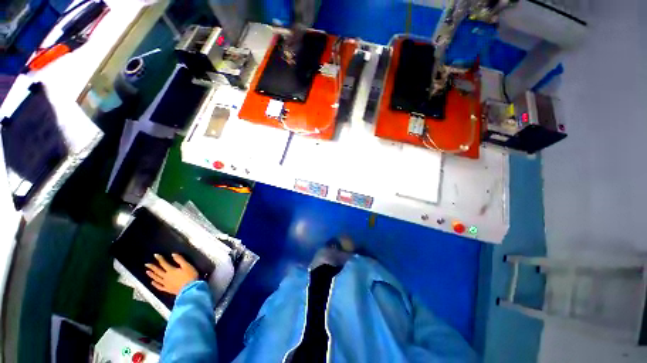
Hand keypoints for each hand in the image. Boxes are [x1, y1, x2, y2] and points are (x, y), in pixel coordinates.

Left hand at [145, 253, 197, 294]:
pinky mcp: (167, 289)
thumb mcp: (187, 266)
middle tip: (146, 264)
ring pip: (157, 279)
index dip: (160, 259)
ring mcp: (166, 284)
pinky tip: (152, 282)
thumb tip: (173, 254)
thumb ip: (180, 260)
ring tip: (147, 272)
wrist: (190, 289)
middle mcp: (166, 277)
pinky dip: (155, 284)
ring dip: (152, 275)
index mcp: (171, 270)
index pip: (164, 263)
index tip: (155, 255)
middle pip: (158, 271)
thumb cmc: (190, 276)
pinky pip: (159, 287)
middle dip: (152, 267)